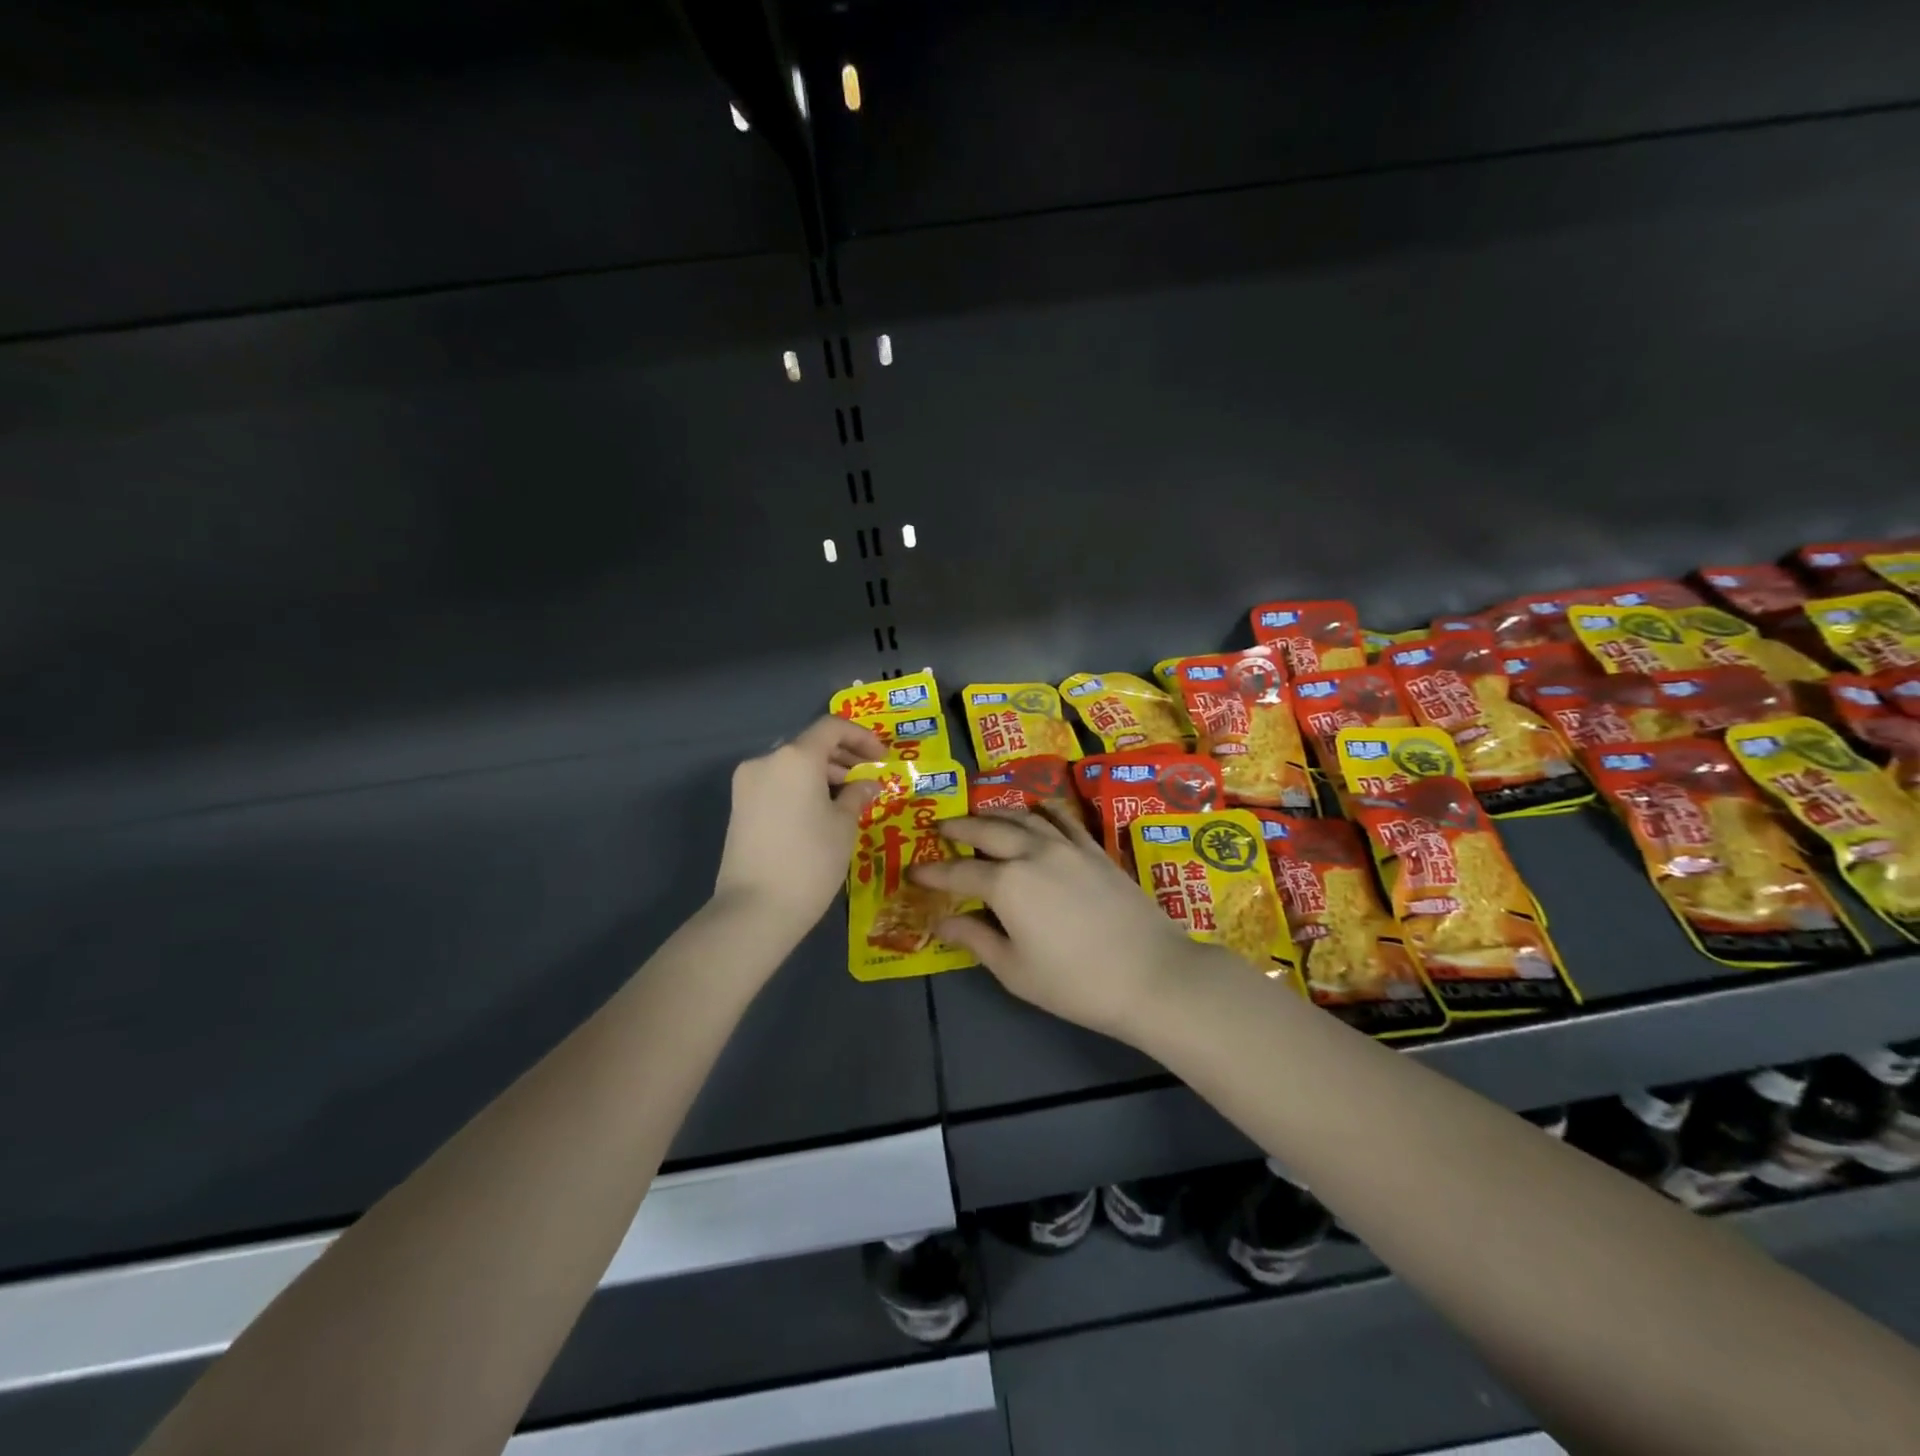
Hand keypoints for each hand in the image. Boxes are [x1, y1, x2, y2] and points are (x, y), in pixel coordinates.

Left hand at [714, 717, 887, 935]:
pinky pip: (778, 783)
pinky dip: (802, 787)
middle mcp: (766, 760)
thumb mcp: (844, 826)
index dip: (861, 737)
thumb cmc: (810, 861)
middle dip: (843, 757)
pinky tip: (821, 811)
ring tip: (849, 799)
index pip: (832, 727)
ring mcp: (747, 783)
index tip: (882, 758)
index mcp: (795, 757)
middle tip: (869, 779)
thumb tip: (868, 783)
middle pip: (810, 744)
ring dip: (822, 773)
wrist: (755, 908)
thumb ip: (857, 795)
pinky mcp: (739, 806)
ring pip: (792, 764)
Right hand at [909, 805, 1217, 1040]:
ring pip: (1023, 816)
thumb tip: (942, 922)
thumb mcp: (1015, 970)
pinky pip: (1061, 819)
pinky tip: (1035, 810)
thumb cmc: (1076, 983)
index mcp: (1007, 884)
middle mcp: (1033, 852)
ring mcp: (1067, 846)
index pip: (959, 872)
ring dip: (995, 813)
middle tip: (941, 828)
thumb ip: (976, 939)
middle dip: (960, 827)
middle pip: (987, 830)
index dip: (933, 872)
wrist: (1152, 975)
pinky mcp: (1094, 849)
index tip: (913, 870)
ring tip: (980, 816)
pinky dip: (1042, 810)